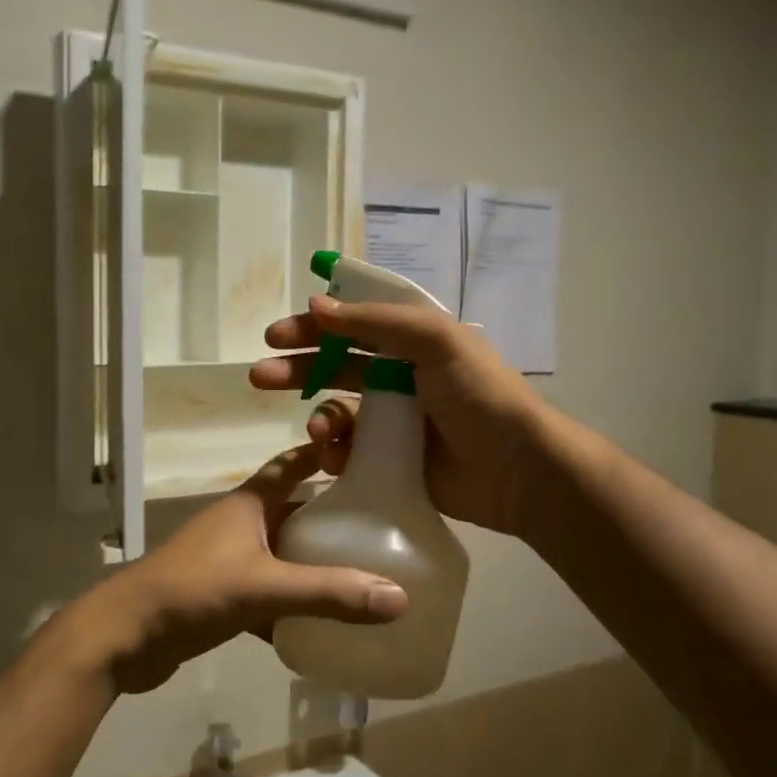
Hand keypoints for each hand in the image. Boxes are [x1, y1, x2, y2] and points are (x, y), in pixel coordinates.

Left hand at [61, 444, 407, 694]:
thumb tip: (399, 598)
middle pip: (293, 512)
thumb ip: (329, 593)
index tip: (366, 454)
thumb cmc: (193, 591)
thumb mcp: (265, 587)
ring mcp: (227, 561)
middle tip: (382, 531)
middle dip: (331, 519)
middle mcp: (239, 525)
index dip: (322, 454)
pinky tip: (322, 625)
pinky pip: (268, 593)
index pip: (291, 465)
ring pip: (282, 556)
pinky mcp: (220, 596)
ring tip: (363, 577)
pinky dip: (292, 605)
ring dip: (313, 564)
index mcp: (248, 504)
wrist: (125, 636)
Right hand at [248, 294, 546, 536]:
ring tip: (318, 431)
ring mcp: (392, 421)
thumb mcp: (435, 341)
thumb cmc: (480, 395)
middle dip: (297, 369)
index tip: (275, 335)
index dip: (313, 327)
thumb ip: (375, 321)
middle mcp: (398, 376)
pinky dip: (334, 451)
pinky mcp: (388, 460)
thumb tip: (315, 306)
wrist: (517, 470)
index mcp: (411, 342)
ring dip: (319, 416)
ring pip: (337, 410)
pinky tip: (332, 455)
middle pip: (334, 366)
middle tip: (259, 376)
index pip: (351, 325)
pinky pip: (347, 450)